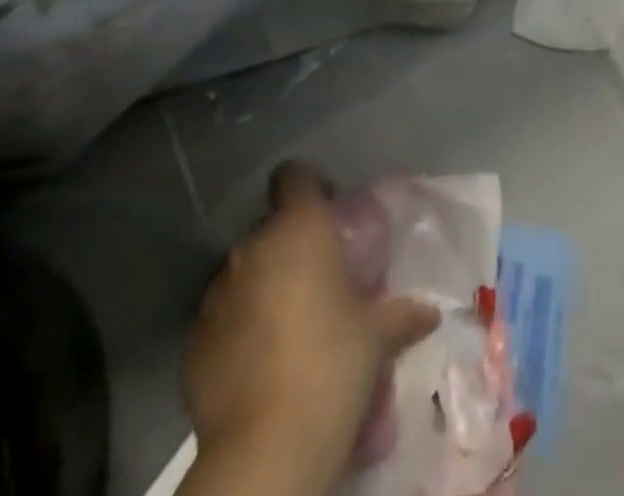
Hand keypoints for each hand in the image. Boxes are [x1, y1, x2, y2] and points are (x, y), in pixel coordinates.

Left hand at [182, 163, 438, 495]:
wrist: (265, 448)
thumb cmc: (331, 365)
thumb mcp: (376, 336)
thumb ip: (401, 314)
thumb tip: (430, 312)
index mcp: (298, 229)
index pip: (294, 176)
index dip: (311, 187)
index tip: (329, 212)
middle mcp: (253, 248)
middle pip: (272, 228)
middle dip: (292, 247)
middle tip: (319, 281)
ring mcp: (217, 294)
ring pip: (245, 273)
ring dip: (264, 287)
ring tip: (289, 326)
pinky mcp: (193, 341)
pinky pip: (222, 318)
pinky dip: (238, 329)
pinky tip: (260, 363)